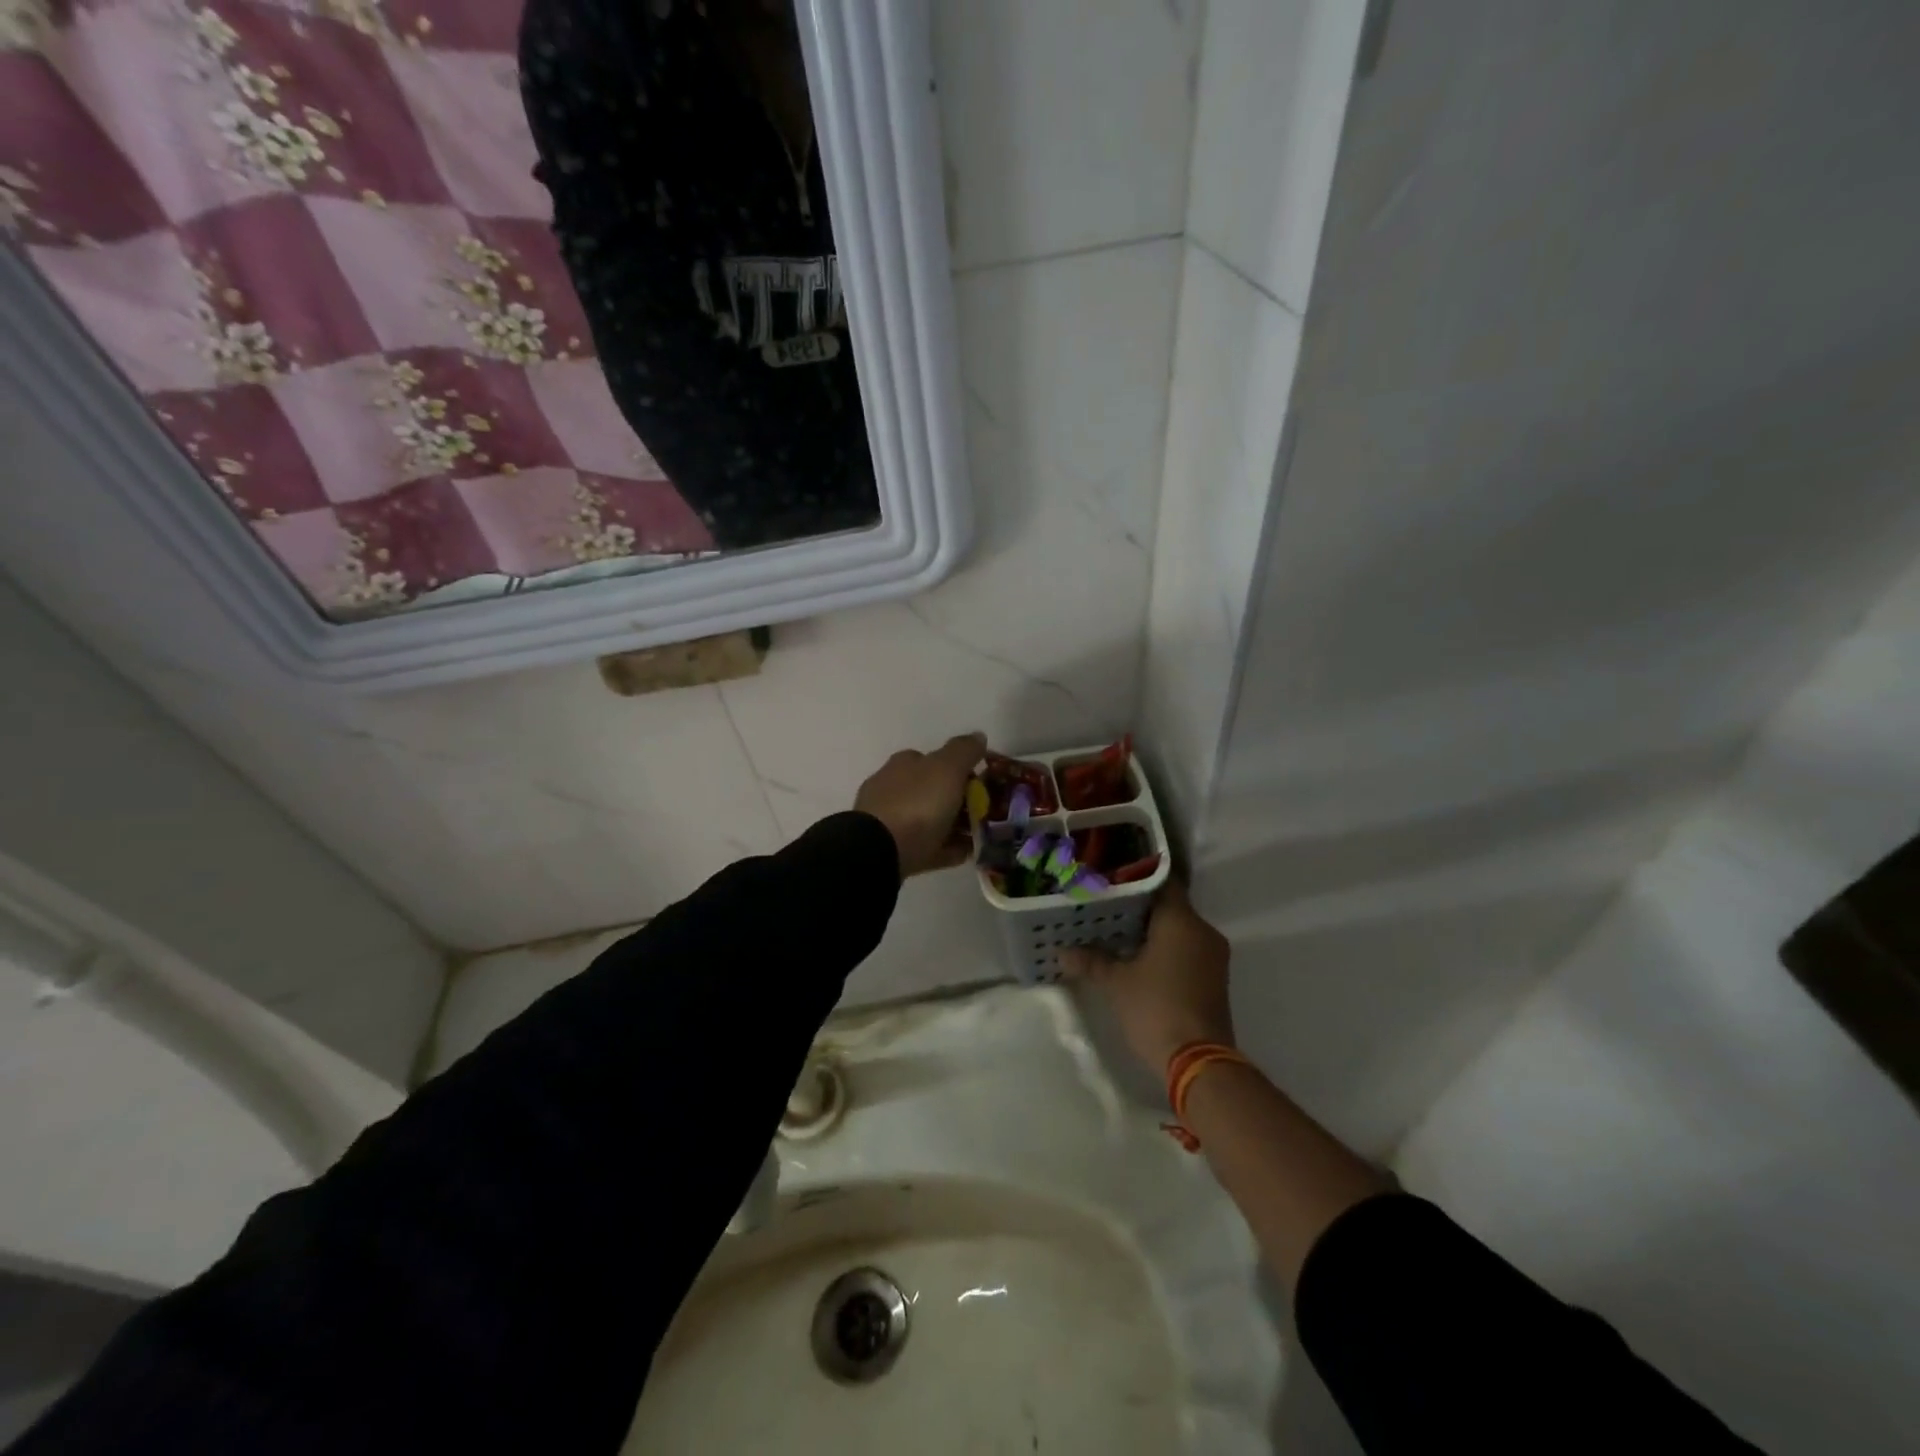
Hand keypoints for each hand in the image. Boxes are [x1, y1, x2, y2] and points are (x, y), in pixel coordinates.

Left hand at [853, 733, 987, 878]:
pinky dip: (946, 848)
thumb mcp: (947, 768)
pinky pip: (927, 847)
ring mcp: (889, 820)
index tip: (982, 784)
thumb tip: (978, 735)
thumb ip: (964, 751)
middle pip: (932, 791)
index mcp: (904, 764)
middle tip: (985, 812)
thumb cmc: (917, 804)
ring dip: (954, 825)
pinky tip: (965, 854)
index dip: (959, 769)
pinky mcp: (892, 849)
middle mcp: (893, 788)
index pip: (933, 759)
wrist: (880, 851)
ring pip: (929, 819)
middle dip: (957, 800)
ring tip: (980, 836)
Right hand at [1064, 881, 1233, 1071]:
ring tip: (1117, 935)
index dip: (1136, 879)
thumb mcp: (1116, 983)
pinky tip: (1139, 960)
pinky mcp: (1215, 978)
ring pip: (1180, 930)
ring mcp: (1213, 956)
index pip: (1162, 882)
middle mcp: (1203, 931)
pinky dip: (1166, 950)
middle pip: (1170, 906)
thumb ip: (1091, 961)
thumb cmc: (1155, 1008)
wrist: (1198, 1061)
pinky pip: (1188, 950)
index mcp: (1181, 921)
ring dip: (1153, 931)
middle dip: (1140, 909)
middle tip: (1106, 910)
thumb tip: (1062, 952)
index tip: (1111, 883)